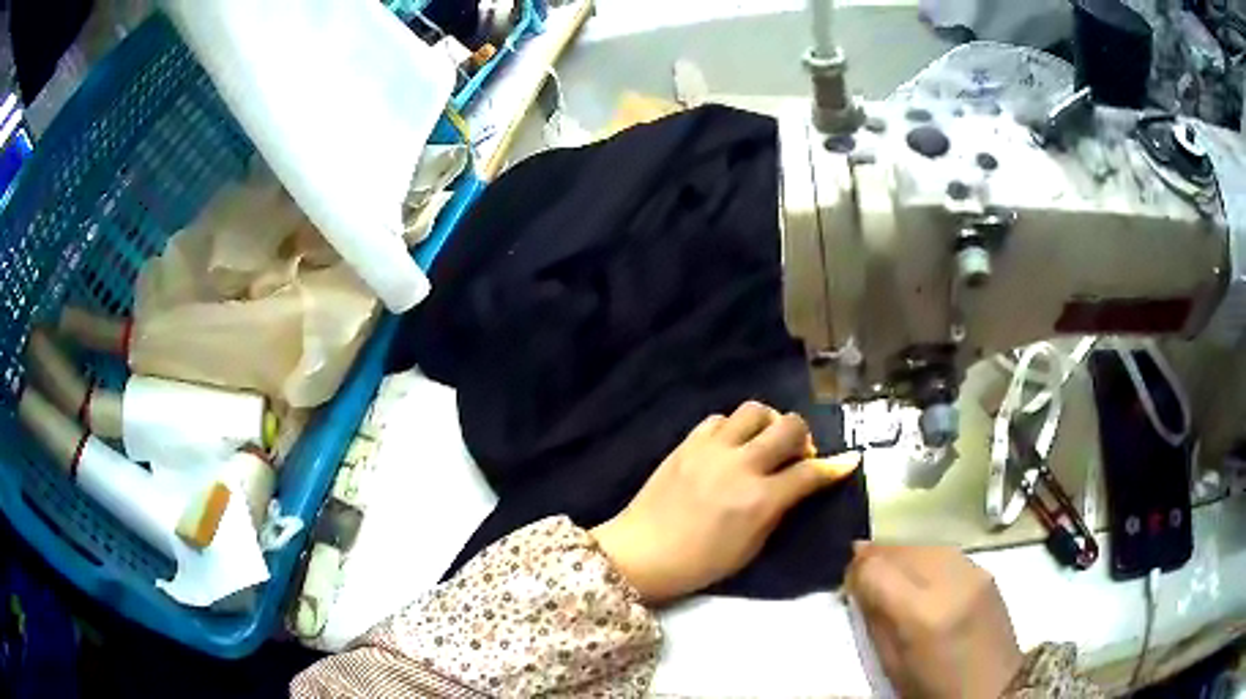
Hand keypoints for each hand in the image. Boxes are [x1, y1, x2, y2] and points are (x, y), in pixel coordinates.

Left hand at [591, 401, 860, 603]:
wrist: (640, 553)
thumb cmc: (700, 564)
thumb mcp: (751, 548)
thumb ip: (778, 511)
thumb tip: (798, 486)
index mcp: (759, 499)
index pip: (810, 472)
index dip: (836, 466)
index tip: (850, 460)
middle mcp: (740, 465)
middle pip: (788, 426)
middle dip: (804, 437)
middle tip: (797, 455)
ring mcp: (711, 449)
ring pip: (755, 409)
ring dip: (769, 423)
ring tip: (764, 443)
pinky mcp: (687, 443)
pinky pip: (719, 419)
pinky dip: (733, 428)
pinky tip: (730, 446)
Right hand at [847, 544, 1022, 698]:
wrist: (994, 686)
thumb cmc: (933, 688)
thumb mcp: (892, 665)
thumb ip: (875, 620)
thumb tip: (857, 585)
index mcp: (922, 614)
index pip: (877, 568)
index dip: (856, 570)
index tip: (847, 582)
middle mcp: (950, 582)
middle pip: (901, 549)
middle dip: (875, 557)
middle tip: (861, 575)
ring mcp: (973, 571)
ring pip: (923, 544)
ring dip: (900, 554)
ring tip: (888, 574)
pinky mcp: (986, 570)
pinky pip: (944, 552)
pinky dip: (924, 558)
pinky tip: (919, 575)